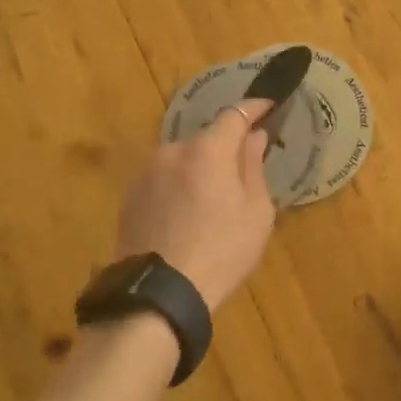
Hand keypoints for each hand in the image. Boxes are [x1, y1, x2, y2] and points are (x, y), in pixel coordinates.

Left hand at [115, 101, 277, 311]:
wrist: (159, 295)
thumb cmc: (221, 251)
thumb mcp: (255, 212)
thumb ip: (254, 167)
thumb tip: (255, 137)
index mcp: (207, 150)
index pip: (235, 114)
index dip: (255, 108)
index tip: (270, 106)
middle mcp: (172, 150)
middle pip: (207, 139)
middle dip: (226, 147)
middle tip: (244, 169)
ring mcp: (147, 173)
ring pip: (183, 160)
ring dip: (200, 169)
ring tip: (213, 201)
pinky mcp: (130, 196)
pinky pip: (164, 180)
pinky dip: (179, 186)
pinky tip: (187, 215)